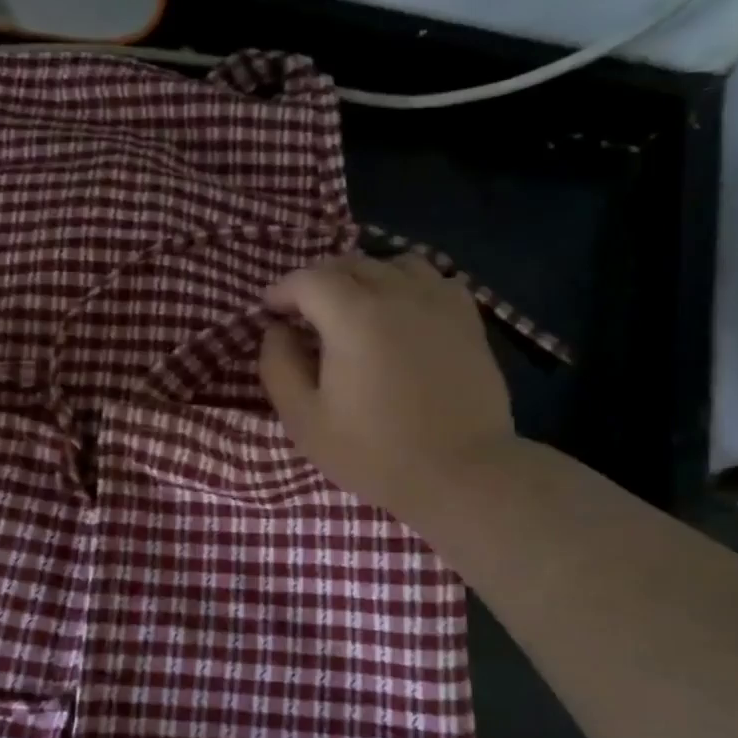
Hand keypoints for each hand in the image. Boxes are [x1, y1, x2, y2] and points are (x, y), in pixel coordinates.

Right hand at [258, 253, 516, 524]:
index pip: (308, 279)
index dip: (282, 291)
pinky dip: (408, 286)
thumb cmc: (373, 452)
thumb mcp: (304, 420)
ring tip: (355, 308)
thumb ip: (279, 366)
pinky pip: (433, 281)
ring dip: (365, 277)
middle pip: (350, 264)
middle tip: (305, 313)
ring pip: (394, 264)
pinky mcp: (467, 319)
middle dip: (319, 282)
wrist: (459, 473)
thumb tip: (277, 330)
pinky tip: (402, 314)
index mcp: (353, 316)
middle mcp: (397, 293)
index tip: (270, 311)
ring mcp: (438, 302)